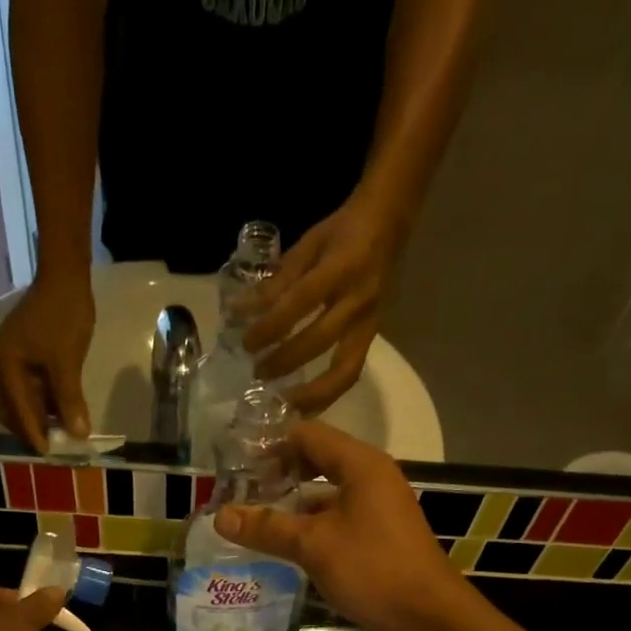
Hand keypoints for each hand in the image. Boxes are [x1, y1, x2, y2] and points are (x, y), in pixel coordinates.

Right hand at [0, 270, 94, 451]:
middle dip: (31, 429)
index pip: (17, 409)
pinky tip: (62, 414)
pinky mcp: (26, 356)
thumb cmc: (64, 316)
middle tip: (55, 446)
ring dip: (39, 417)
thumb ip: (70, 400)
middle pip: (12, 409)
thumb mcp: (67, 362)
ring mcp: (12, 360)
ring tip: (61, 434)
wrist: (66, 277)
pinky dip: (44, 404)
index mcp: (5, 364)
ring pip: (21, 401)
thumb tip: (79, 435)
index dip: (34, 433)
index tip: (49, 454)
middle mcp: (2, 364)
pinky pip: (31, 389)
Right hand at [212, 421, 465, 630]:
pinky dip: (313, 524)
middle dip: (280, 474)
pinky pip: (339, 516)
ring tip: (257, 518)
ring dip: (294, 502)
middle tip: (241, 491)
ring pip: (328, 493)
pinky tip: (288, 544)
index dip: (271, 445)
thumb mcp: (313, 545)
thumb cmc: (372, 568)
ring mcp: (380, 506)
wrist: (428, 616)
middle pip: (319, 460)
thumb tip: (220, 516)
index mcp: (361, 464)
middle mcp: (373, 476)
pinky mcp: (381, 534)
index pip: (308, 435)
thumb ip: (267, 528)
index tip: (236, 464)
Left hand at [243, 194, 403, 413]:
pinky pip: (350, 374)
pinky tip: (304, 406)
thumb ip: (278, 280)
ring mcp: (369, 323)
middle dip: (285, 361)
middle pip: (320, 341)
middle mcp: (357, 300)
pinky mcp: (372, 339)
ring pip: (344, 371)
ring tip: (284, 405)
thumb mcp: (308, 245)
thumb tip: (241, 311)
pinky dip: (327, 394)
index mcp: (340, 268)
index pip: (300, 303)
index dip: (271, 326)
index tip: (246, 343)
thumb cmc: (342, 232)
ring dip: (312, 394)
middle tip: (258, 374)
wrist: (389, 224)